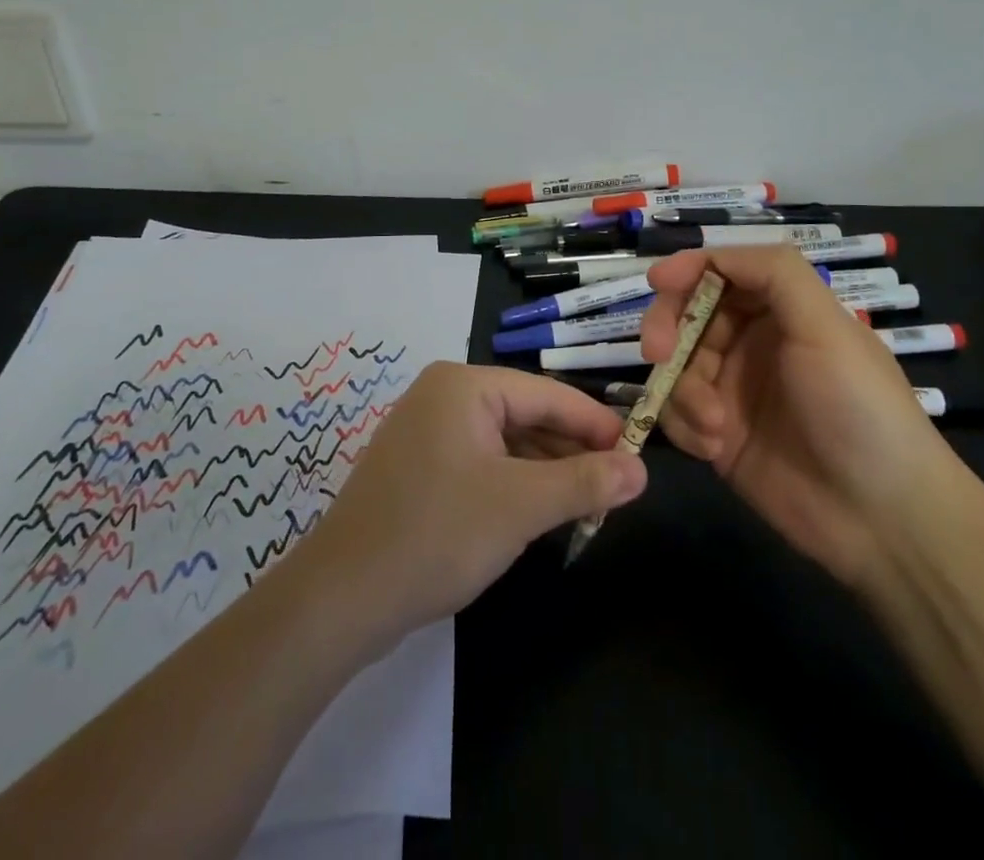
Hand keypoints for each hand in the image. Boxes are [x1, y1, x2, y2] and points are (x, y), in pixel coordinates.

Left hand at [298, 362, 646, 643]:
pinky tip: (540, 512)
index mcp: (463, 385)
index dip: (596, 423)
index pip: (547, 394)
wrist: (342, 598)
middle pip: (526, 415)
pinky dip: (514, 484)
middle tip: (618, 485)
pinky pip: (481, 463)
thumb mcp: (521, 506)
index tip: (638, 452)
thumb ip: (584, 483)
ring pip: (505, 442)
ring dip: (545, 471)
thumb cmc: (437, 534)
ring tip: (589, 503)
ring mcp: (426, 432)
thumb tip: (640, 470)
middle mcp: (443, 396)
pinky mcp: (419, 468)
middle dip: (571, 451)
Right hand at [641, 246, 950, 585]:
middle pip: (687, 313)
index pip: (722, 272)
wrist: (884, 519)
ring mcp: (732, 390)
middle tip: (659, 354)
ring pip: (676, 364)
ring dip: (683, 389)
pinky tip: (715, 448)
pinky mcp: (717, 435)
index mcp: (781, 311)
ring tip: (713, 424)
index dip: (688, 269)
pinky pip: (676, 412)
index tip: (658, 282)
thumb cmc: (858, 408)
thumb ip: (775, 273)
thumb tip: (709, 255)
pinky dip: (685, 424)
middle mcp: (752, 343)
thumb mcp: (827, 326)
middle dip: (668, 327)